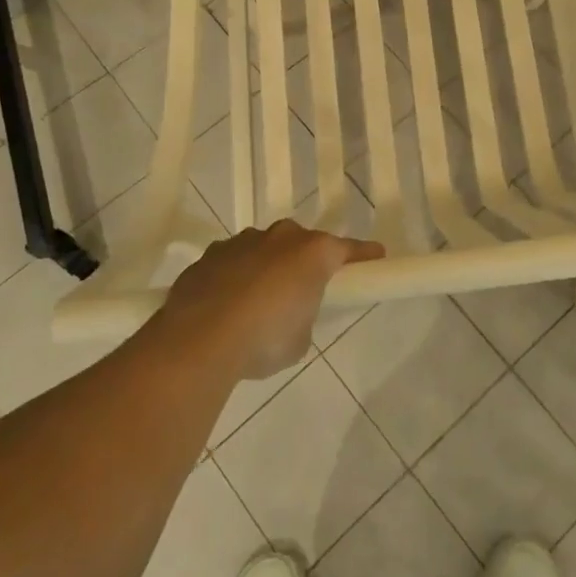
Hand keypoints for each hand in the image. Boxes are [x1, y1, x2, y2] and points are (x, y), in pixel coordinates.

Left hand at [162, 220, 384, 378]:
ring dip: (267, 268)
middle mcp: (280, 237)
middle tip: (304, 290)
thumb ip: (303, 317)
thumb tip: (290, 314)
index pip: (348, 249)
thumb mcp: (300, 339)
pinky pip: (232, 263)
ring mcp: (241, 242)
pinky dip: (235, 278)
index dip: (364, 255)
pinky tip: (226, 306)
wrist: (198, 339)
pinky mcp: (209, 255)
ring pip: (264, 249)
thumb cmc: (264, 339)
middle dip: (305, 262)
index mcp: (313, 252)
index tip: (377, 257)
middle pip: (302, 243)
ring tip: (258, 303)